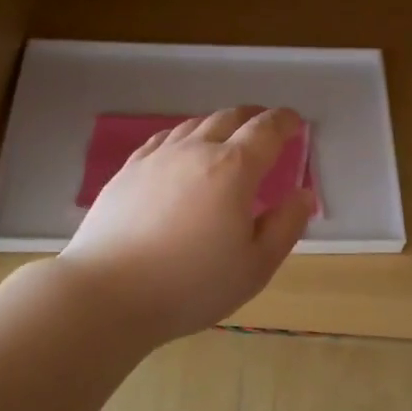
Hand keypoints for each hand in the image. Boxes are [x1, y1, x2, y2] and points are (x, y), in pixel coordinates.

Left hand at [57, 106, 313, 342]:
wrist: (108, 293)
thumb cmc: (191, 285)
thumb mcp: (255, 266)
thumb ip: (285, 226)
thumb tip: (303, 194)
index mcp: (233, 169)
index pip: (265, 130)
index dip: (284, 121)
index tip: (294, 121)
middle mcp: (195, 151)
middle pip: (228, 118)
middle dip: (252, 117)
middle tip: (265, 126)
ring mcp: (157, 158)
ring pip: (193, 125)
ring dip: (218, 125)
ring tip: (226, 137)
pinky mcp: (127, 172)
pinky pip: (163, 140)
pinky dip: (183, 137)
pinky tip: (181, 152)